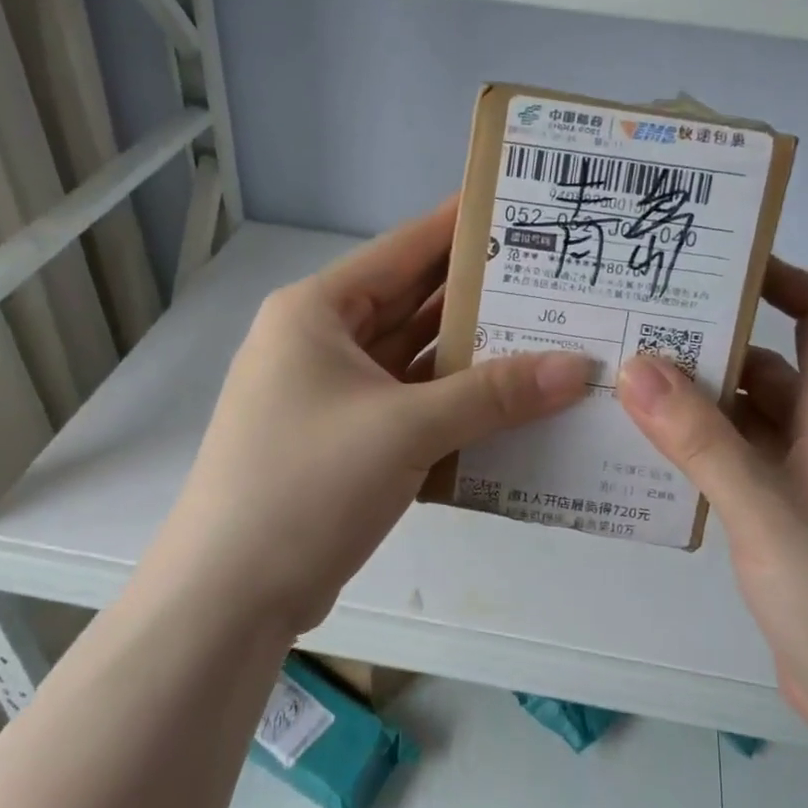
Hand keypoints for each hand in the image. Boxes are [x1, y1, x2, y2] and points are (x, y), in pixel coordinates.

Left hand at [162, 199, 593, 634]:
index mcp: (317, 312)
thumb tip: (578, 368)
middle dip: (481, 296)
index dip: (463, 226)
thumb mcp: (405, 429)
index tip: (525, 208)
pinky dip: (455, 404)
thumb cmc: (306, 486)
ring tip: (549, 337)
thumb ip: (495, 394)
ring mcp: (332, 395)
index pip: (403, 249)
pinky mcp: (345, 442)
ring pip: (415, 359)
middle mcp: (321, 342)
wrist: (229, 598)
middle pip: (413, 304)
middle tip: (556, 281)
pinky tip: (511, 403)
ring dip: (473, 356)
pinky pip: (411, 405)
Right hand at [616, 257, 807, 736]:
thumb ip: (700, 439)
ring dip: (695, 399)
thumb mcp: (763, 510)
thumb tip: (638, 366)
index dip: (784, 278)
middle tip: (639, 324)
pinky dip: (694, 447)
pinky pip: (732, 460)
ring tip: (625, 381)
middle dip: (713, 340)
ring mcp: (798, 479)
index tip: (718, 266)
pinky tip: (644, 451)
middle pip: (772, 362)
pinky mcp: (776, 518)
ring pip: (745, 415)